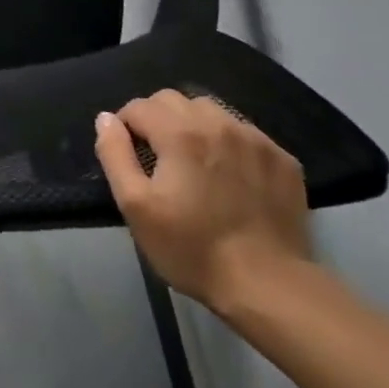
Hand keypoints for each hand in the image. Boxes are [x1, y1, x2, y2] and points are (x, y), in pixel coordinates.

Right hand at [94, 90, 311, 314]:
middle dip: (158, 120)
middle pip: (174, 100)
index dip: (126, 128)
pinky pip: (245, 133)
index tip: (132, 159)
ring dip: (194, 126)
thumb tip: (106, 119)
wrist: (269, 287)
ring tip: (196, 164)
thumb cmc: (193, 248)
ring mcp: (255, 139)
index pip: (139, 106)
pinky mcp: (282, 159)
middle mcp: (218, 122)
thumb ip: (115, 154)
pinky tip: (232, 177)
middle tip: (160, 160)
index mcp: (179, 131)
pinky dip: (229, 144)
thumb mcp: (136, 206)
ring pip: (211, 111)